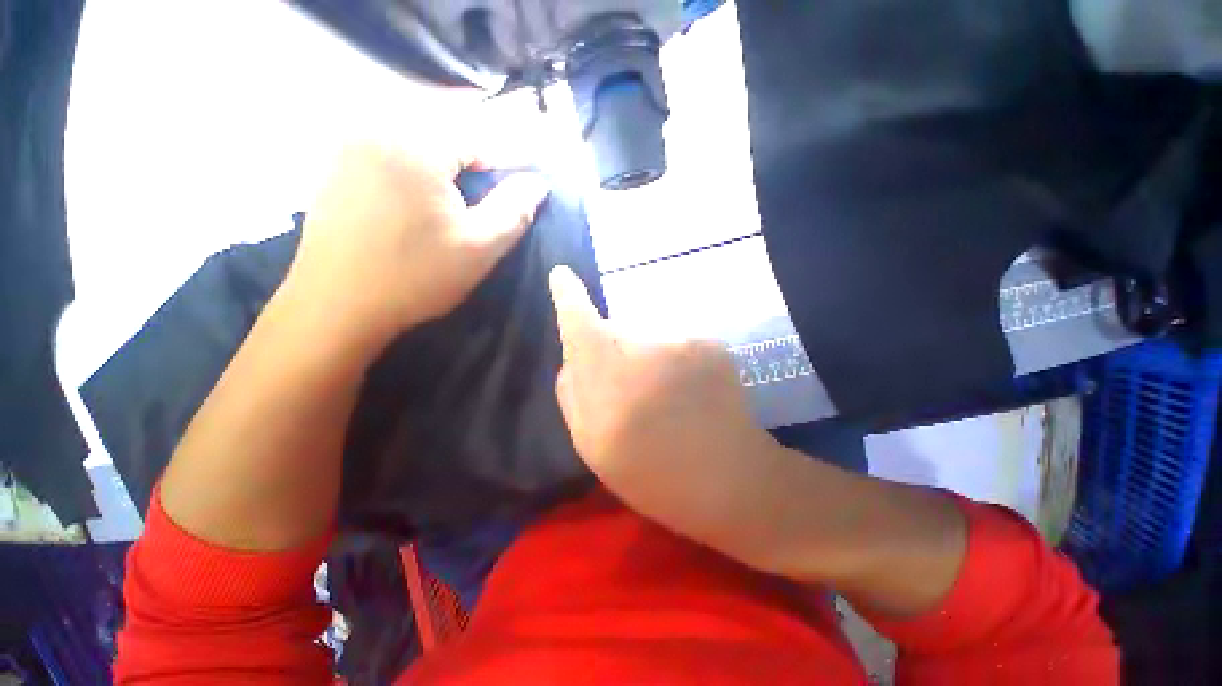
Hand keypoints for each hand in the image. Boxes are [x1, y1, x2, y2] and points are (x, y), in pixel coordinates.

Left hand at [285, 142, 549, 346]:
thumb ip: (515, 210)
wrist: (336, 307)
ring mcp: (350, 148)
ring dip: (447, 169)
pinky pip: (390, 157)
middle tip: (493, 197)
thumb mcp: (480, 247)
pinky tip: (421, 206)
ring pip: (418, 145)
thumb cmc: (417, 277)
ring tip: (461, 203)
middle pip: (446, 137)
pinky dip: (416, 173)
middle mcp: (376, 131)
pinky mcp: (336, 169)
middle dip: (476, 164)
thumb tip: (538, 182)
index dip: (509, 162)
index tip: (527, 185)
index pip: (478, 137)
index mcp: (414, 144)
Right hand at [549, 265, 796, 566]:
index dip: (569, 296)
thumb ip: (572, 393)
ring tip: (663, 393)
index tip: (562, 275)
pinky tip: (688, 388)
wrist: (729, 480)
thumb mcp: (591, 445)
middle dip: (612, 349)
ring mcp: (683, 341)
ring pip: (647, 334)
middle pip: (615, 328)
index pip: (581, 321)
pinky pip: (676, 340)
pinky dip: (674, 358)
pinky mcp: (711, 342)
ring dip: (646, 354)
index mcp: (608, 377)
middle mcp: (645, 348)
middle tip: (628, 386)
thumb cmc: (652, 473)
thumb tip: (573, 356)